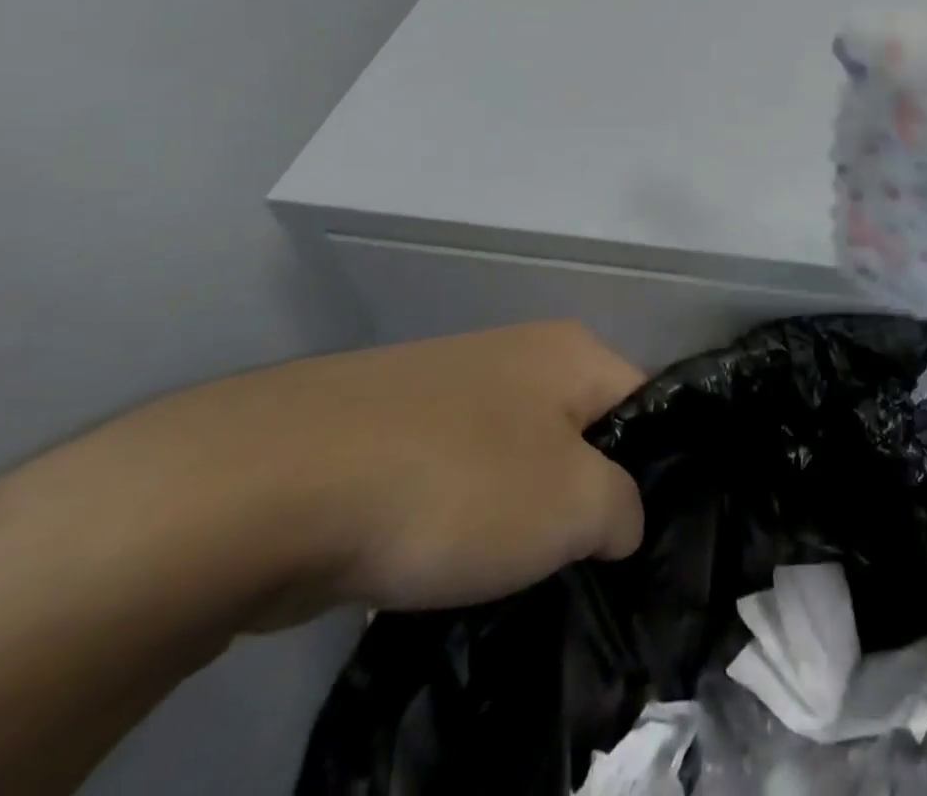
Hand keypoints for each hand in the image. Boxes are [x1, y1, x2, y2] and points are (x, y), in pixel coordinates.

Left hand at [171, 320, 647, 618]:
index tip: (635, 536)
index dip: (653, 468)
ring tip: (502, 576)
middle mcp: (516, 354)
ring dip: (514, 517)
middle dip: (580, 498)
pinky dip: (452, 522)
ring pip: (512, 461)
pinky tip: (433, 567)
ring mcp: (446, 389)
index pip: (644, 404)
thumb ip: (624, 510)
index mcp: (571, 350)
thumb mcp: (574, 506)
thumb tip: (619, 520)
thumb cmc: (457, 483)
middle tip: (575, 564)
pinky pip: (450, 479)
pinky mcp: (387, 431)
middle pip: (578, 433)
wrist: (273, 487)